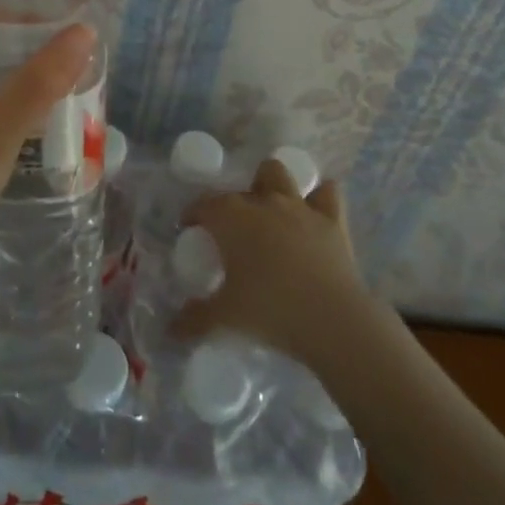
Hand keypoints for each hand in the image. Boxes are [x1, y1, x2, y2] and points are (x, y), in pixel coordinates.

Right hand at [173, 158, 371, 363]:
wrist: (332, 320)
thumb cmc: (270, 311)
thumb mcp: (225, 318)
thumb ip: (195, 320)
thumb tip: (172, 330)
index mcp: (232, 218)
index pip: (204, 205)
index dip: (193, 214)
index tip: (190, 229)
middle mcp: (263, 202)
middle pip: (240, 189)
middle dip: (233, 202)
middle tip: (233, 232)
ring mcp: (299, 206)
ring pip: (278, 174)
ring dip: (271, 184)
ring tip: (269, 209)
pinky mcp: (332, 219)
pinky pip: (327, 192)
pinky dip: (319, 197)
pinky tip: (315, 211)